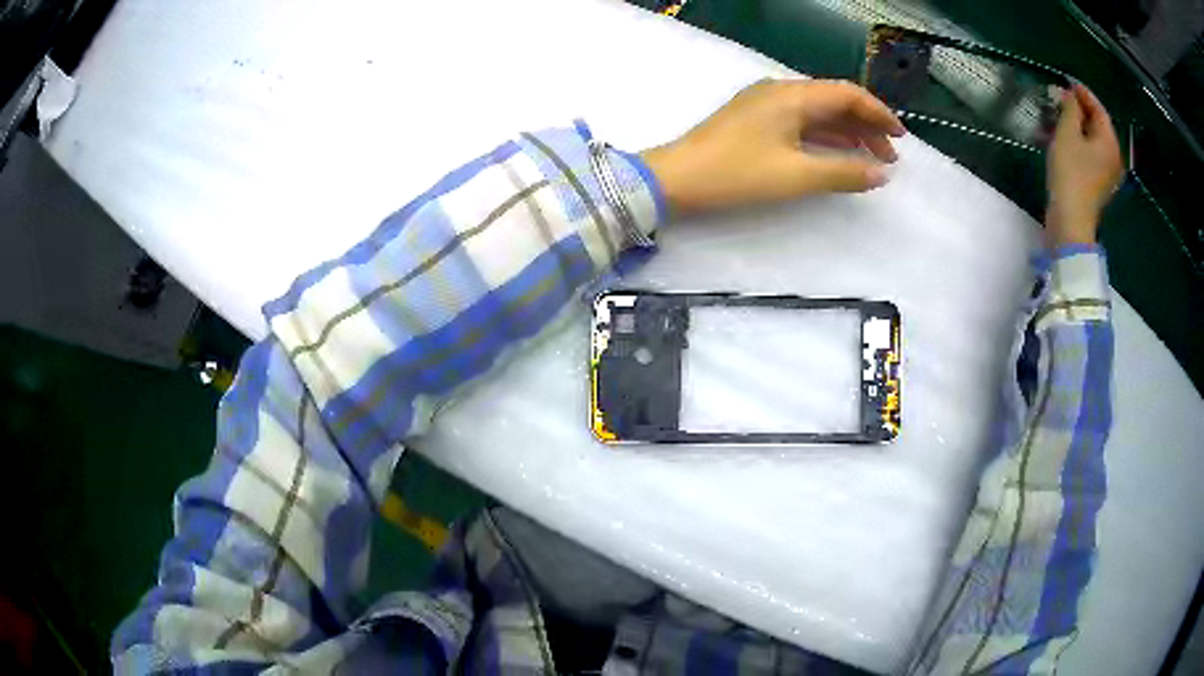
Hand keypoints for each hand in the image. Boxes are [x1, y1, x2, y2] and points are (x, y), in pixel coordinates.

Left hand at [640, 79, 905, 215]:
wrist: (678, 178)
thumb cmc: (737, 173)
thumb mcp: (796, 175)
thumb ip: (843, 172)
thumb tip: (881, 174)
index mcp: (792, 95)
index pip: (847, 94)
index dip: (878, 113)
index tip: (901, 138)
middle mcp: (780, 92)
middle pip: (834, 102)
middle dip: (866, 127)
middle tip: (890, 157)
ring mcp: (765, 105)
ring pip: (818, 113)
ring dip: (847, 134)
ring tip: (872, 160)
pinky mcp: (755, 121)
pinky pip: (800, 123)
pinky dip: (824, 138)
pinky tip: (838, 156)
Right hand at [1045, 83, 1123, 245]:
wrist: (1070, 220)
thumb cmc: (1070, 173)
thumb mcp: (1067, 132)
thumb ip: (1070, 108)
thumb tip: (1070, 95)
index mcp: (1109, 142)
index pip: (1098, 109)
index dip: (1083, 93)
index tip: (1066, 81)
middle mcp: (1113, 157)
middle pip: (1097, 125)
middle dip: (1078, 110)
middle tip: (1059, 99)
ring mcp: (1106, 173)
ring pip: (1091, 140)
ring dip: (1075, 126)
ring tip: (1057, 117)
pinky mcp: (1097, 184)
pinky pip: (1089, 155)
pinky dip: (1076, 142)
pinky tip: (1061, 139)